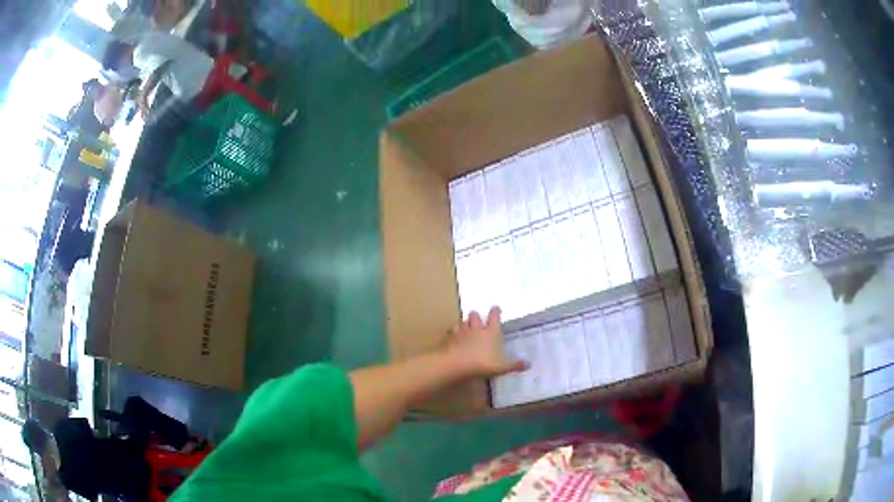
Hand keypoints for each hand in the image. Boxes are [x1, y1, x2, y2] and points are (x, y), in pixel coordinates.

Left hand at [444, 307, 528, 378]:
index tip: (496, 308)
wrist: (456, 364)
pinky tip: (454, 335)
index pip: (494, 317)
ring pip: (463, 321)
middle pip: (475, 316)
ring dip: (465, 322)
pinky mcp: (450, 338)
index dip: (495, 311)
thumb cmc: (482, 364)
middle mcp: (477, 328)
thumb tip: (529, 364)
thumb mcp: (501, 367)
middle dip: (476, 316)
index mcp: (491, 332)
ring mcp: (462, 332)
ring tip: (466, 325)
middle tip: (478, 318)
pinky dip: (454, 331)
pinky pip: (452, 330)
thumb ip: (514, 365)